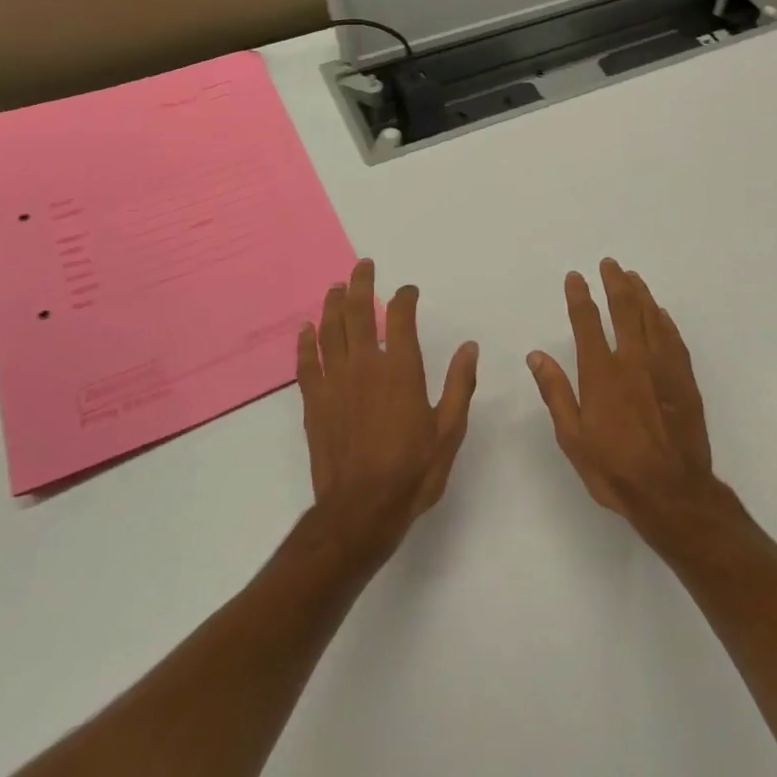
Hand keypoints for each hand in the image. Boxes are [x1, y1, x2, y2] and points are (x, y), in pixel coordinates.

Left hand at [298, 259, 479, 566]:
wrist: (361, 510)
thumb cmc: (412, 471)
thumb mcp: (449, 430)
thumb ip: (460, 384)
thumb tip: (470, 346)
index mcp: (401, 370)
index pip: (399, 318)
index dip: (404, 297)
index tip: (408, 290)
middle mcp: (365, 366)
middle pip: (358, 312)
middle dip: (361, 285)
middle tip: (363, 266)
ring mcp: (335, 383)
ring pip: (330, 331)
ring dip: (332, 305)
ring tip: (336, 287)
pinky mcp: (314, 403)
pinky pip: (306, 363)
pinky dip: (306, 342)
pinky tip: (306, 329)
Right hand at [526, 258, 724, 541]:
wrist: (672, 492)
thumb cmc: (615, 470)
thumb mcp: (573, 439)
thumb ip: (556, 393)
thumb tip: (537, 355)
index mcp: (601, 375)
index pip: (587, 324)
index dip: (580, 297)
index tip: (576, 277)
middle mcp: (633, 362)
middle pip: (624, 310)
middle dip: (615, 283)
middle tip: (610, 264)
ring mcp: (663, 369)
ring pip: (652, 318)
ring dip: (641, 294)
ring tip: (633, 277)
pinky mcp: (684, 380)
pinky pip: (674, 339)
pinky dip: (664, 320)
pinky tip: (660, 313)